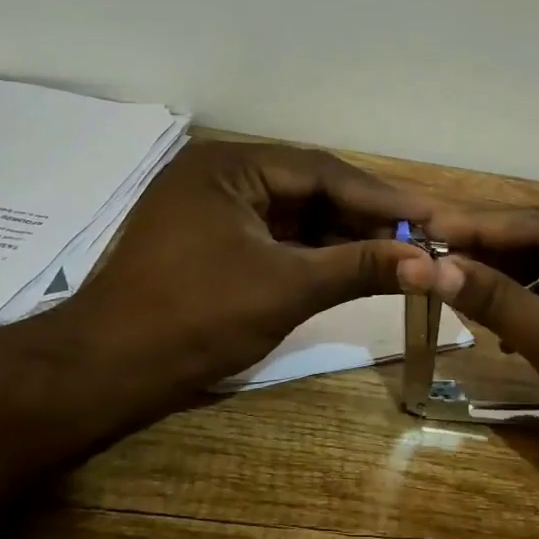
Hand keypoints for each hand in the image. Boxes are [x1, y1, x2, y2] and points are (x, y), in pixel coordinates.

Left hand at [65, 141, 427, 410]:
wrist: (105, 373)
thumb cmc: (195, 319)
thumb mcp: (286, 289)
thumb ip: (359, 267)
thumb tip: (427, 264)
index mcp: (231, 165)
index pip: (323, 171)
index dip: (383, 196)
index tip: (433, 214)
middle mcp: (221, 173)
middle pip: (310, 189)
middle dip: (366, 216)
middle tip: (423, 236)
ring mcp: (213, 208)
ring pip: (294, 215)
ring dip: (343, 235)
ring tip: (400, 252)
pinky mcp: (210, 240)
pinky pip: (274, 237)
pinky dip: (312, 253)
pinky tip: (353, 265)